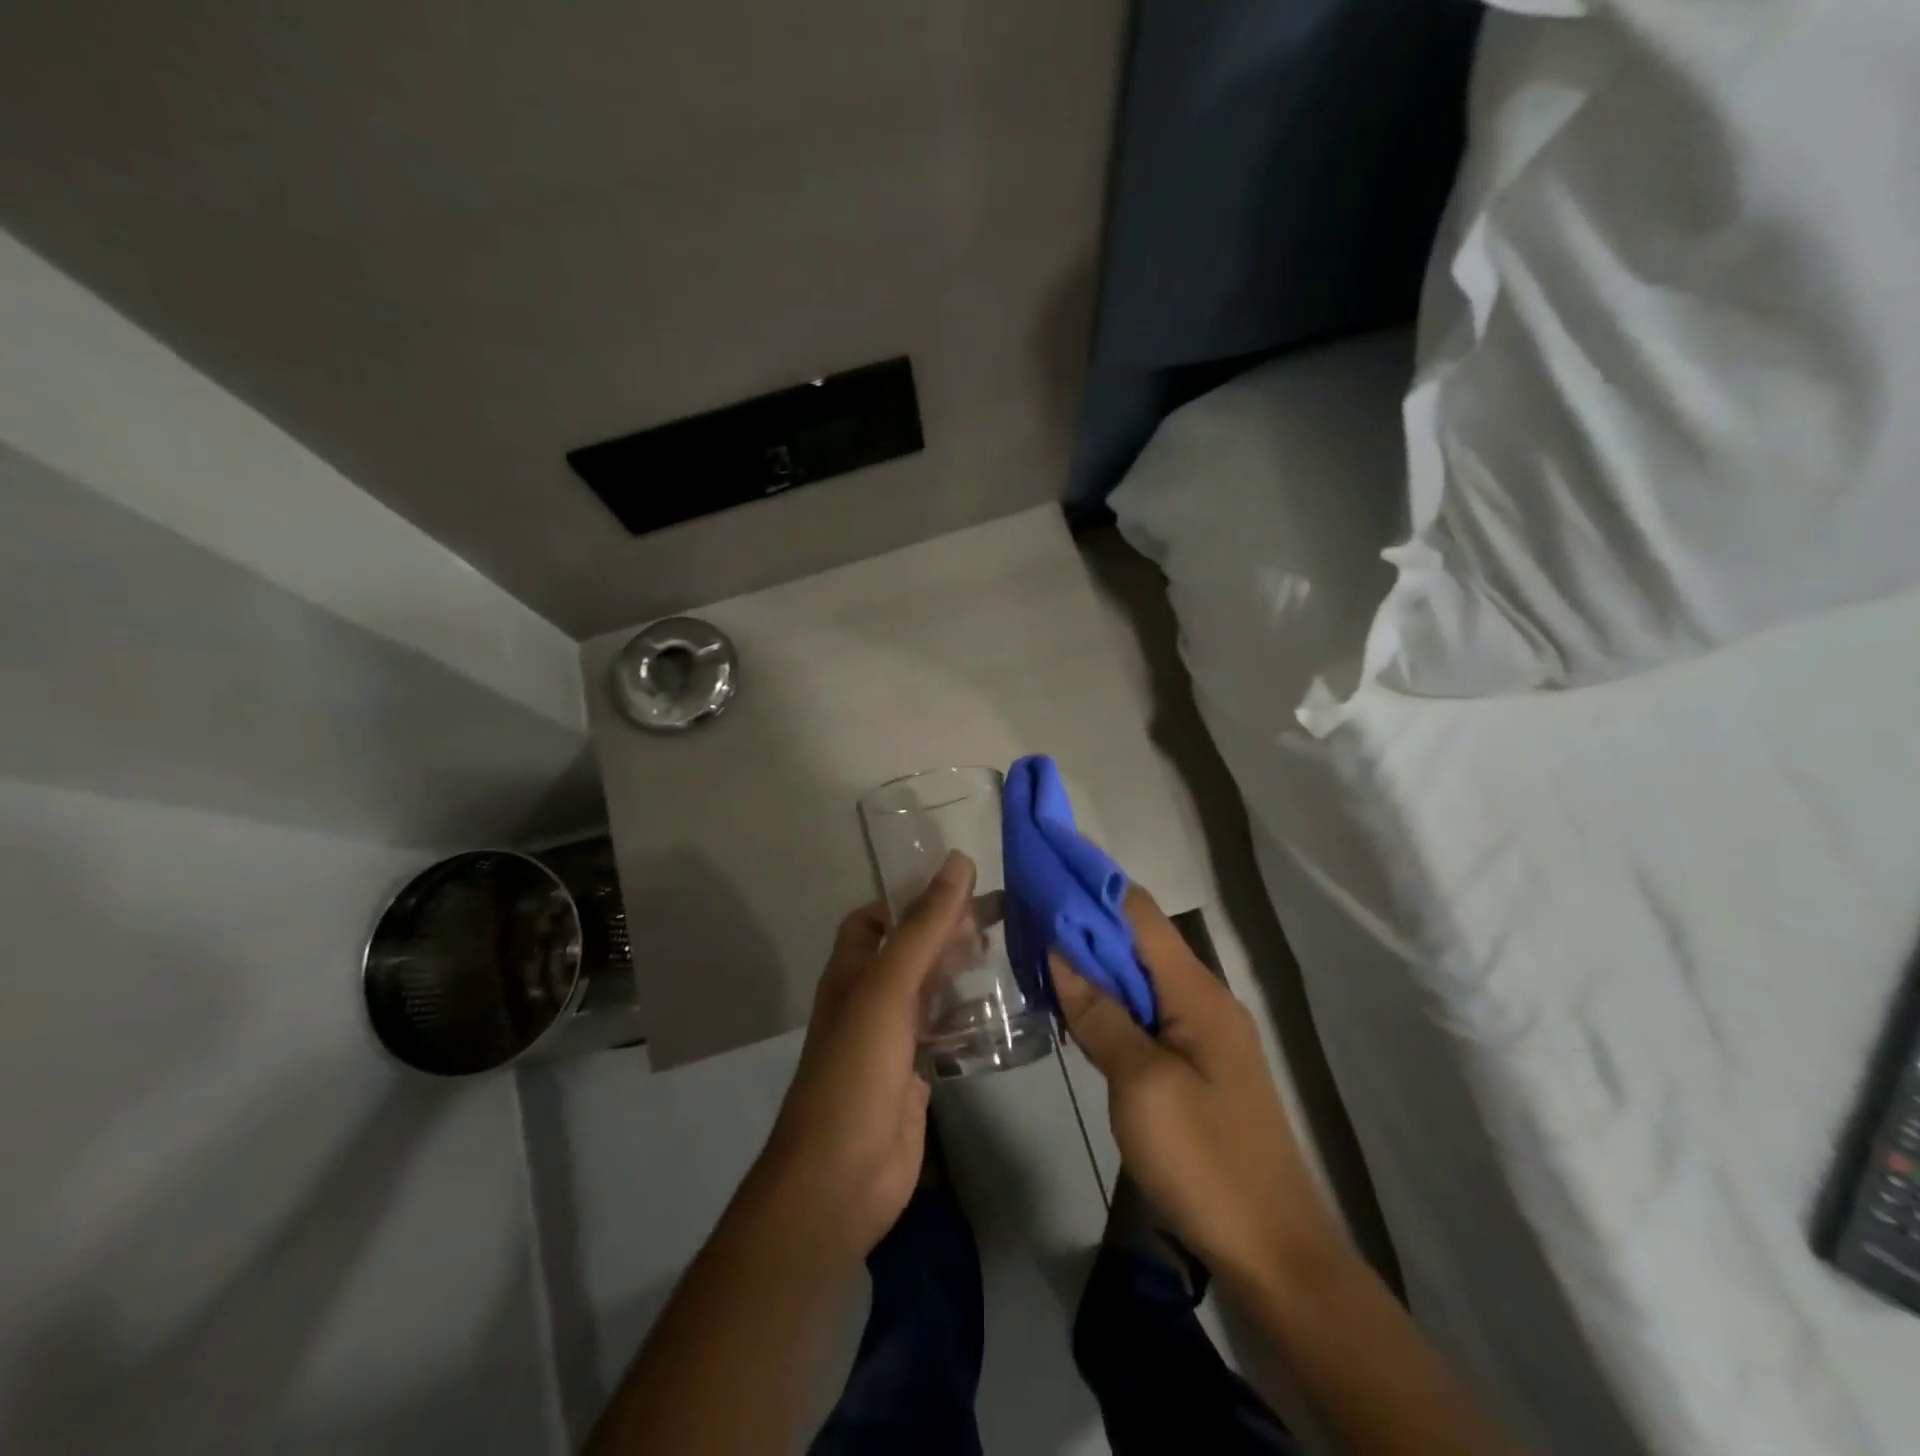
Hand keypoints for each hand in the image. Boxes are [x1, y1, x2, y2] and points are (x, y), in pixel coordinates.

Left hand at [755, 850, 976, 1260]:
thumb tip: (958, 862)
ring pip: (931, 989)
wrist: (843, 1176)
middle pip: (910, 950)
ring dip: (962, 970)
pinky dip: (971, 1015)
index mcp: (852, 970)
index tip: (958, 885)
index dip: (909, 898)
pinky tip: (1007, 1006)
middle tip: (1000, 914)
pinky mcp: (918, 1071)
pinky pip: (947, 1030)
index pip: (875, 918)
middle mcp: (870, 997)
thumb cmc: (857, 1069)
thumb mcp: (890, 987)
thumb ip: (924, 927)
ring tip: (1010, 949)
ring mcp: (894, 1037)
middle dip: (947, 931)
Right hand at [1051, 886, 1342, 1291]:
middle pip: (1138, 940)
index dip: (1093, 885)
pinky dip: (1109, 998)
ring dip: (1094, 961)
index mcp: (1197, 992)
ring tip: (1039, 948)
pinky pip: (1146, 1012)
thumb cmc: (1206, 1161)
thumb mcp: (1141, 1085)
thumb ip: (1100, 1015)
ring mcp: (1202, 1033)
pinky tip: (1076, 1004)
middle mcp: (1203, 998)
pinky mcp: (1195, 1064)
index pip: (1140, 913)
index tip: (1046, 867)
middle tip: (1028, 911)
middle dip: (1085, 921)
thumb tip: (1060, 952)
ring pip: (1140, 976)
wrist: (1275, 1252)